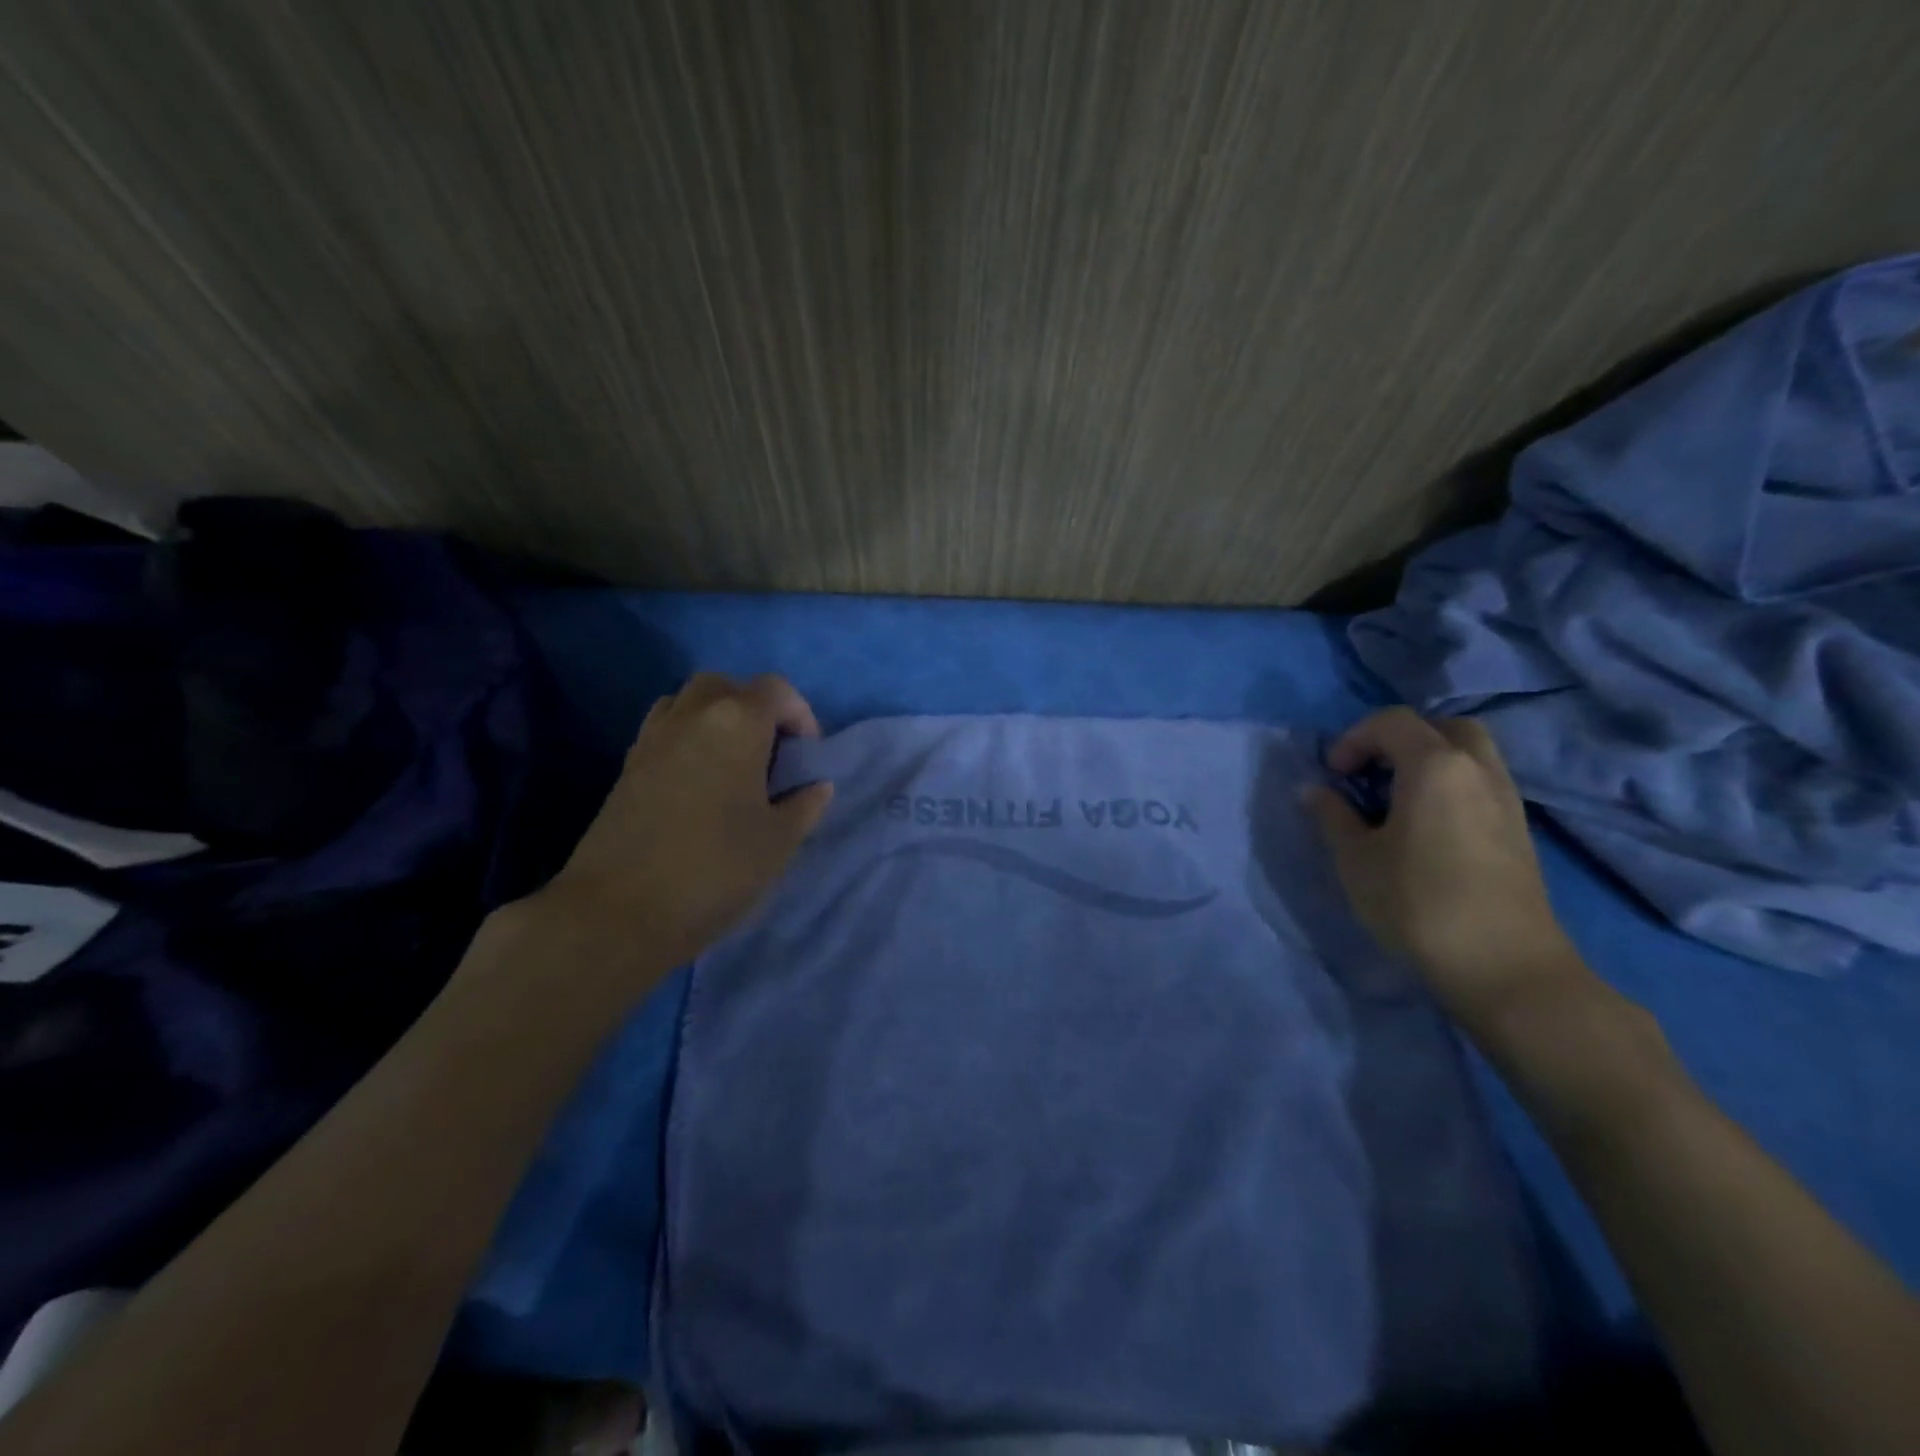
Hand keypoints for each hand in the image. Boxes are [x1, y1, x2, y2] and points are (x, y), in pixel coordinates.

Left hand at [520, 673, 833, 992]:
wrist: (618, 910)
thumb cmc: (714, 869)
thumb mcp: (777, 842)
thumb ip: (804, 806)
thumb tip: (816, 786)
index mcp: (736, 723)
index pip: (775, 689)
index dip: (799, 714)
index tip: (805, 755)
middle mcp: (691, 716)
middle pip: (726, 685)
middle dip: (754, 708)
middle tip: (770, 753)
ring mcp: (652, 738)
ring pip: (688, 702)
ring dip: (716, 718)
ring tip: (733, 764)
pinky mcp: (626, 765)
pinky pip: (664, 730)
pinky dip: (687, 738)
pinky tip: (698, 784)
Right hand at [1306, 707, 1581, 1026]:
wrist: (1504, 966)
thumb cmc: (1417, 903)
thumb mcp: (1355, 859)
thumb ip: (1332, 816)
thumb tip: (1316, 791)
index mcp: (1435, 766)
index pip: (1391, 722)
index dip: (1353, 739)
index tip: (1333, 775)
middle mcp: (1478, 769)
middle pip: (1441, 727)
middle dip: (1399, 740)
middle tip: (1370, 774)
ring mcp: (1506, 799)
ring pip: (1469, 754)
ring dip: (1428, 762)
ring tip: (1395, 801)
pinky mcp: (1519, 830)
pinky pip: (1481, 784)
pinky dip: (1450, 786)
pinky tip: (1427, 826)